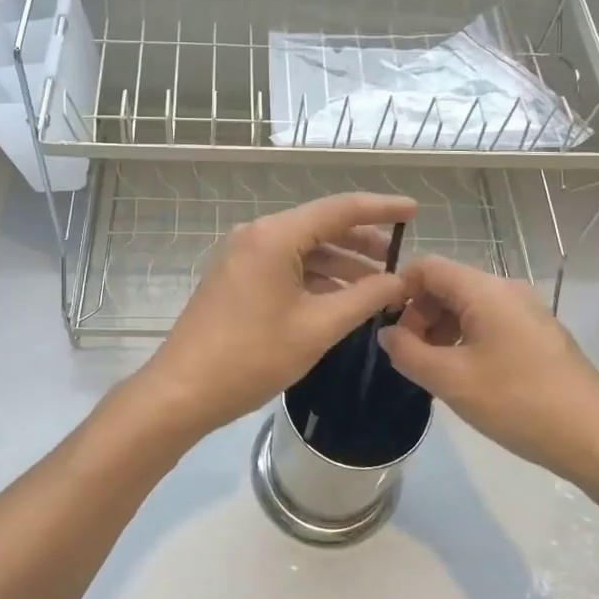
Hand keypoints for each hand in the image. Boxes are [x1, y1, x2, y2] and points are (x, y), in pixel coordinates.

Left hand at [136, 193, 415, 441]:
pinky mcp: (236, 277)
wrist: (183, 390)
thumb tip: (399, 281)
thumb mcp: (317, 328)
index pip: (339, 209)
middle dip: (362, 242)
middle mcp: (257, 234)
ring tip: (378, 284)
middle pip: (320, 227)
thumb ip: (365, 298)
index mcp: (275, 236)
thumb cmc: (252, 356)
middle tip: (400, 259)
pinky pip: (285, 266)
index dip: (381, 208)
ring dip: (340, 264)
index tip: (414, 210)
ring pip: (303, 249)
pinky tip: (341, 298)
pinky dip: (315, 278)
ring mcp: (242, 255)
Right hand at [378, 255, 598, 487]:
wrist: (597, 439)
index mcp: (485, 290)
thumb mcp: (450, 380)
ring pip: (468, 306)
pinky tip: (466, 376)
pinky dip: (467, 340)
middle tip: (409, 357)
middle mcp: (507, 290)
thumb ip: (407, 352)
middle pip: (447, 285)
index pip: (427, 267)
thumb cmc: (518, 403)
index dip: (398, 290)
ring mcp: (527, 312)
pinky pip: (490, 323)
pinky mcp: (539, 335)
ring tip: (434, 371)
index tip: (387, 329)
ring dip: (442, 330)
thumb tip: (387, 334)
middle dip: (419, 315)